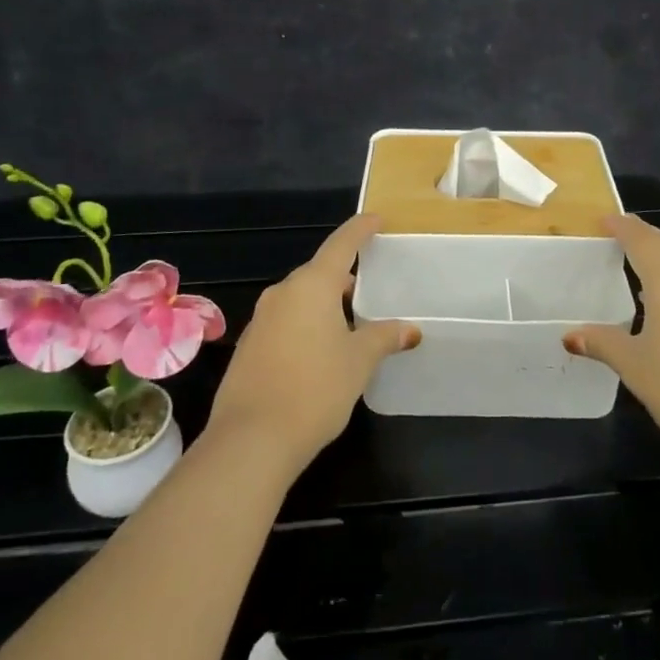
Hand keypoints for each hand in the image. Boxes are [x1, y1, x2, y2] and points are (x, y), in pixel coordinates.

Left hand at [205, 215, 419, 473]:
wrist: (250, 440)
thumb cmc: (314, 389)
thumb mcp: (359, 362)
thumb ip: (383, 337)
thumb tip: (410, 329)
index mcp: (312, 285)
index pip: (341, 244)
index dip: (360, 229)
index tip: (376, 219)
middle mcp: (283, 292)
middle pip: (320, 272)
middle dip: (344, 277)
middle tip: (371, 289)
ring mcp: (262, 319)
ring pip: (301, 298)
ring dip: (325, 304)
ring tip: (351, 323)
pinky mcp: (250, 345)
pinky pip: (286, 321)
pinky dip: (306, 325)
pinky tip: (321, 351)